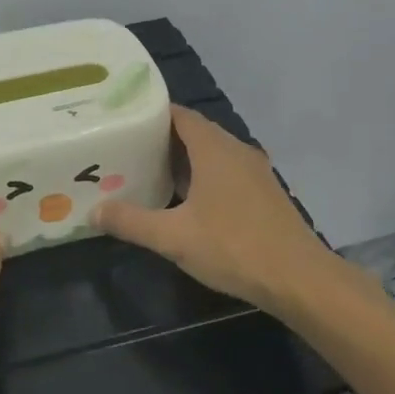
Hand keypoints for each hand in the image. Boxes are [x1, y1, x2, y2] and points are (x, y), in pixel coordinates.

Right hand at [92, 106, 336, 312]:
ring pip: (211, 154)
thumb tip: (94, 211)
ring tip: (147, 171)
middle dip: (161, 139)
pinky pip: (225, 172)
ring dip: (183, 160)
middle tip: (126, 148)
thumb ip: (132, 221)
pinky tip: (184, 200)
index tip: (123, 120)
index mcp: (214, 148)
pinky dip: (202, 177)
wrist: (300, 280)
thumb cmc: (234, 247)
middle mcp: (236, 150)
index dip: (150, 114)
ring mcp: (254, 172)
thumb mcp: (173, 237)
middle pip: (194, 133)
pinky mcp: (264, 194)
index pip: (179, 114)